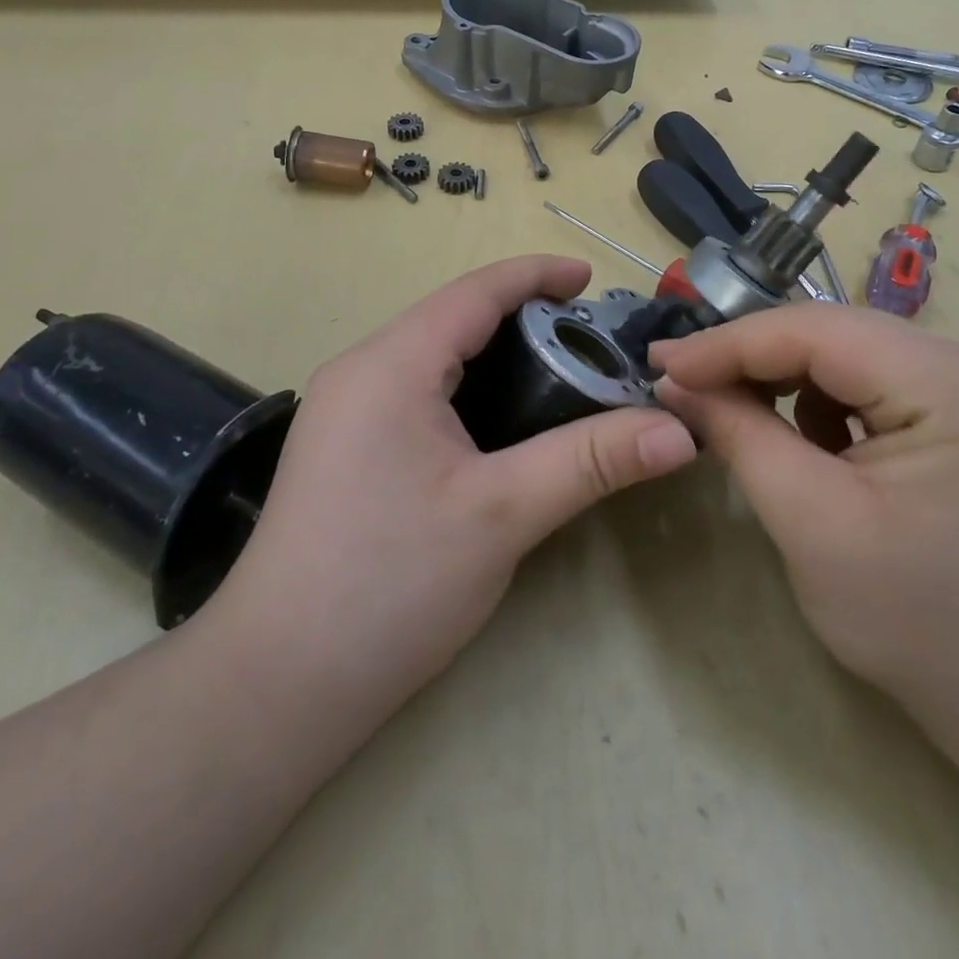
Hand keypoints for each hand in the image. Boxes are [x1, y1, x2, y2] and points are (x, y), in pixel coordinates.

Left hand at [209, 256, 696, 731]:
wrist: (277, 684)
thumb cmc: (391, 584)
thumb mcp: (503, 514)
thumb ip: (593, 460)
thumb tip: (681, 432)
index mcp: (390, 364)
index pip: (475, 292)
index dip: (536, 275)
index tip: (592, 279)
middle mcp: (361, 371)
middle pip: (454, 318)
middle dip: (523, 318)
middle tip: (590, 344)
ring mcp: (344, 411)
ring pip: (435, 356)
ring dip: (496, 355)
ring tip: (559, 376)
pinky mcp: (344, 448)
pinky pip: (416, 391)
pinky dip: (469, 388)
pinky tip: (504, 424)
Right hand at [652, 305, 958, 704]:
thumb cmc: (917, 622)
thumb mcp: (810, 522)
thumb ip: (739, 435)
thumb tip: (675, 380)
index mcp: (956, 387)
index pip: (819, 333)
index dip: (730, 344)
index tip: (661, 363)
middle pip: (834, 334)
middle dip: (751, 357)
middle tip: (681, 380)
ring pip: (846, 350)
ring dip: (783, 377)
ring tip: (734, 411)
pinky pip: (869, 377)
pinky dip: (820, 398)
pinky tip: (804, 439)